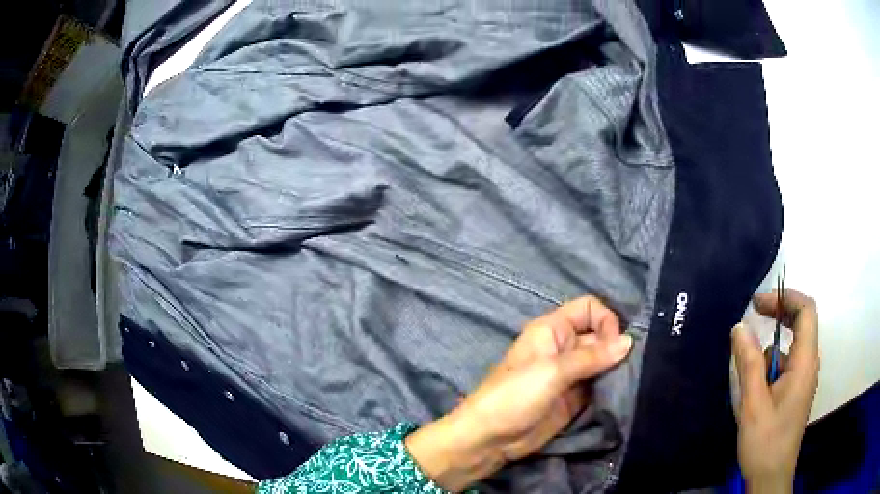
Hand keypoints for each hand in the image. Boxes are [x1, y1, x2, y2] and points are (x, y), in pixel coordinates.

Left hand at [406, 296, 632, 491]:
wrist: (491, 439)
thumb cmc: (515, 396)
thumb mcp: (552, 372)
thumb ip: (591, 356)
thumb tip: (629, 341)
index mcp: (553, 330)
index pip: (588, 308)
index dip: (605, 320)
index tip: (616, 345)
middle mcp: (564, 347)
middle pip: (599, 335)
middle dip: (616, 348)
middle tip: (632, 366)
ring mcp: (570, 374)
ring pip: (602, 361)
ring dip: (616, 368)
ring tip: (631, 380)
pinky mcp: (574, 398)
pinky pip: (598, 384)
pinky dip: (611, 386)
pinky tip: (622, 393)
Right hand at [732, 289, 818, 493]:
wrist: (770, 477)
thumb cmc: (765, 441)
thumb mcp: (753, 404)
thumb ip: (749, 363)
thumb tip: (739, 326)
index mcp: (805, 362)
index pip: (806, 311)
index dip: (785, 297)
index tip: (758, 303)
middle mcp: (809, 364)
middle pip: (802, 322)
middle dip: (779, 313)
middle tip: (753, 314)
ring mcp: (803, 378)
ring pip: (792, 345)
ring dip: (772, 343)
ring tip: (748, 360)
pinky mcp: (796, 391)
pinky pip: (787, 364)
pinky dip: (772, 362)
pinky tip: (755, 383)